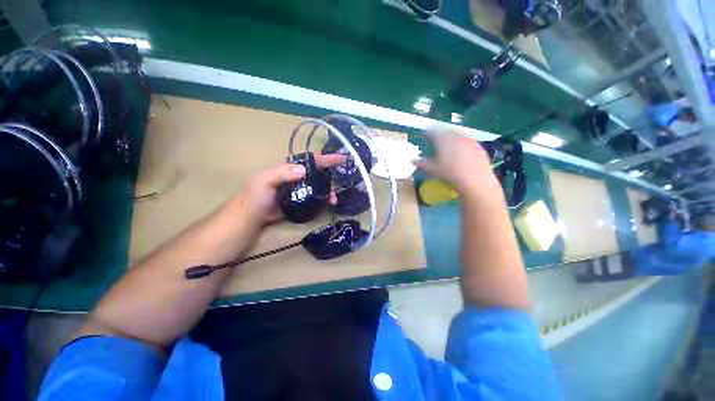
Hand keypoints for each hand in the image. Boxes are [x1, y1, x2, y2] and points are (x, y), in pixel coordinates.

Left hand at [236, 154, 346, 224]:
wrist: (254, 215)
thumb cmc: (257, 195)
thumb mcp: (266, 180)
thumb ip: (282, 173)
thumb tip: (304, 170)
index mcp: (291, 167)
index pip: (312, 160)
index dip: (327, 158)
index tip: (342, 159)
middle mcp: (299, 176)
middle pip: (320, 173)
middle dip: (332, 177)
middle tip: (338, 186)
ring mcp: (302, 188)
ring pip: (321, 186)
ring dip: (330, 191)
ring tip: (334, 200)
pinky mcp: (303, 199)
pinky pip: (317, 197)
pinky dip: (325, 199)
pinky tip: (329, 204)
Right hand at [415, 131, 501, 199]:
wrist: (476, 181)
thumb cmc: (450, 175)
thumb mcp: (432, 170)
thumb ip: (421, 163)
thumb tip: (412, 160)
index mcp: (443, 139)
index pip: (432, 131)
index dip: (427, 133)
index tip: (424, 135)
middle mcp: (456, 136)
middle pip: (445, 131)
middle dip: (439, 134)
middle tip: (435, 140)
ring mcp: (469, 140)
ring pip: (457, 134)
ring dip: (450, 137)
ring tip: (447, 145)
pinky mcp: (478, 146)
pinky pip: (467, 140)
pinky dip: (461, 143)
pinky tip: (460, 152)